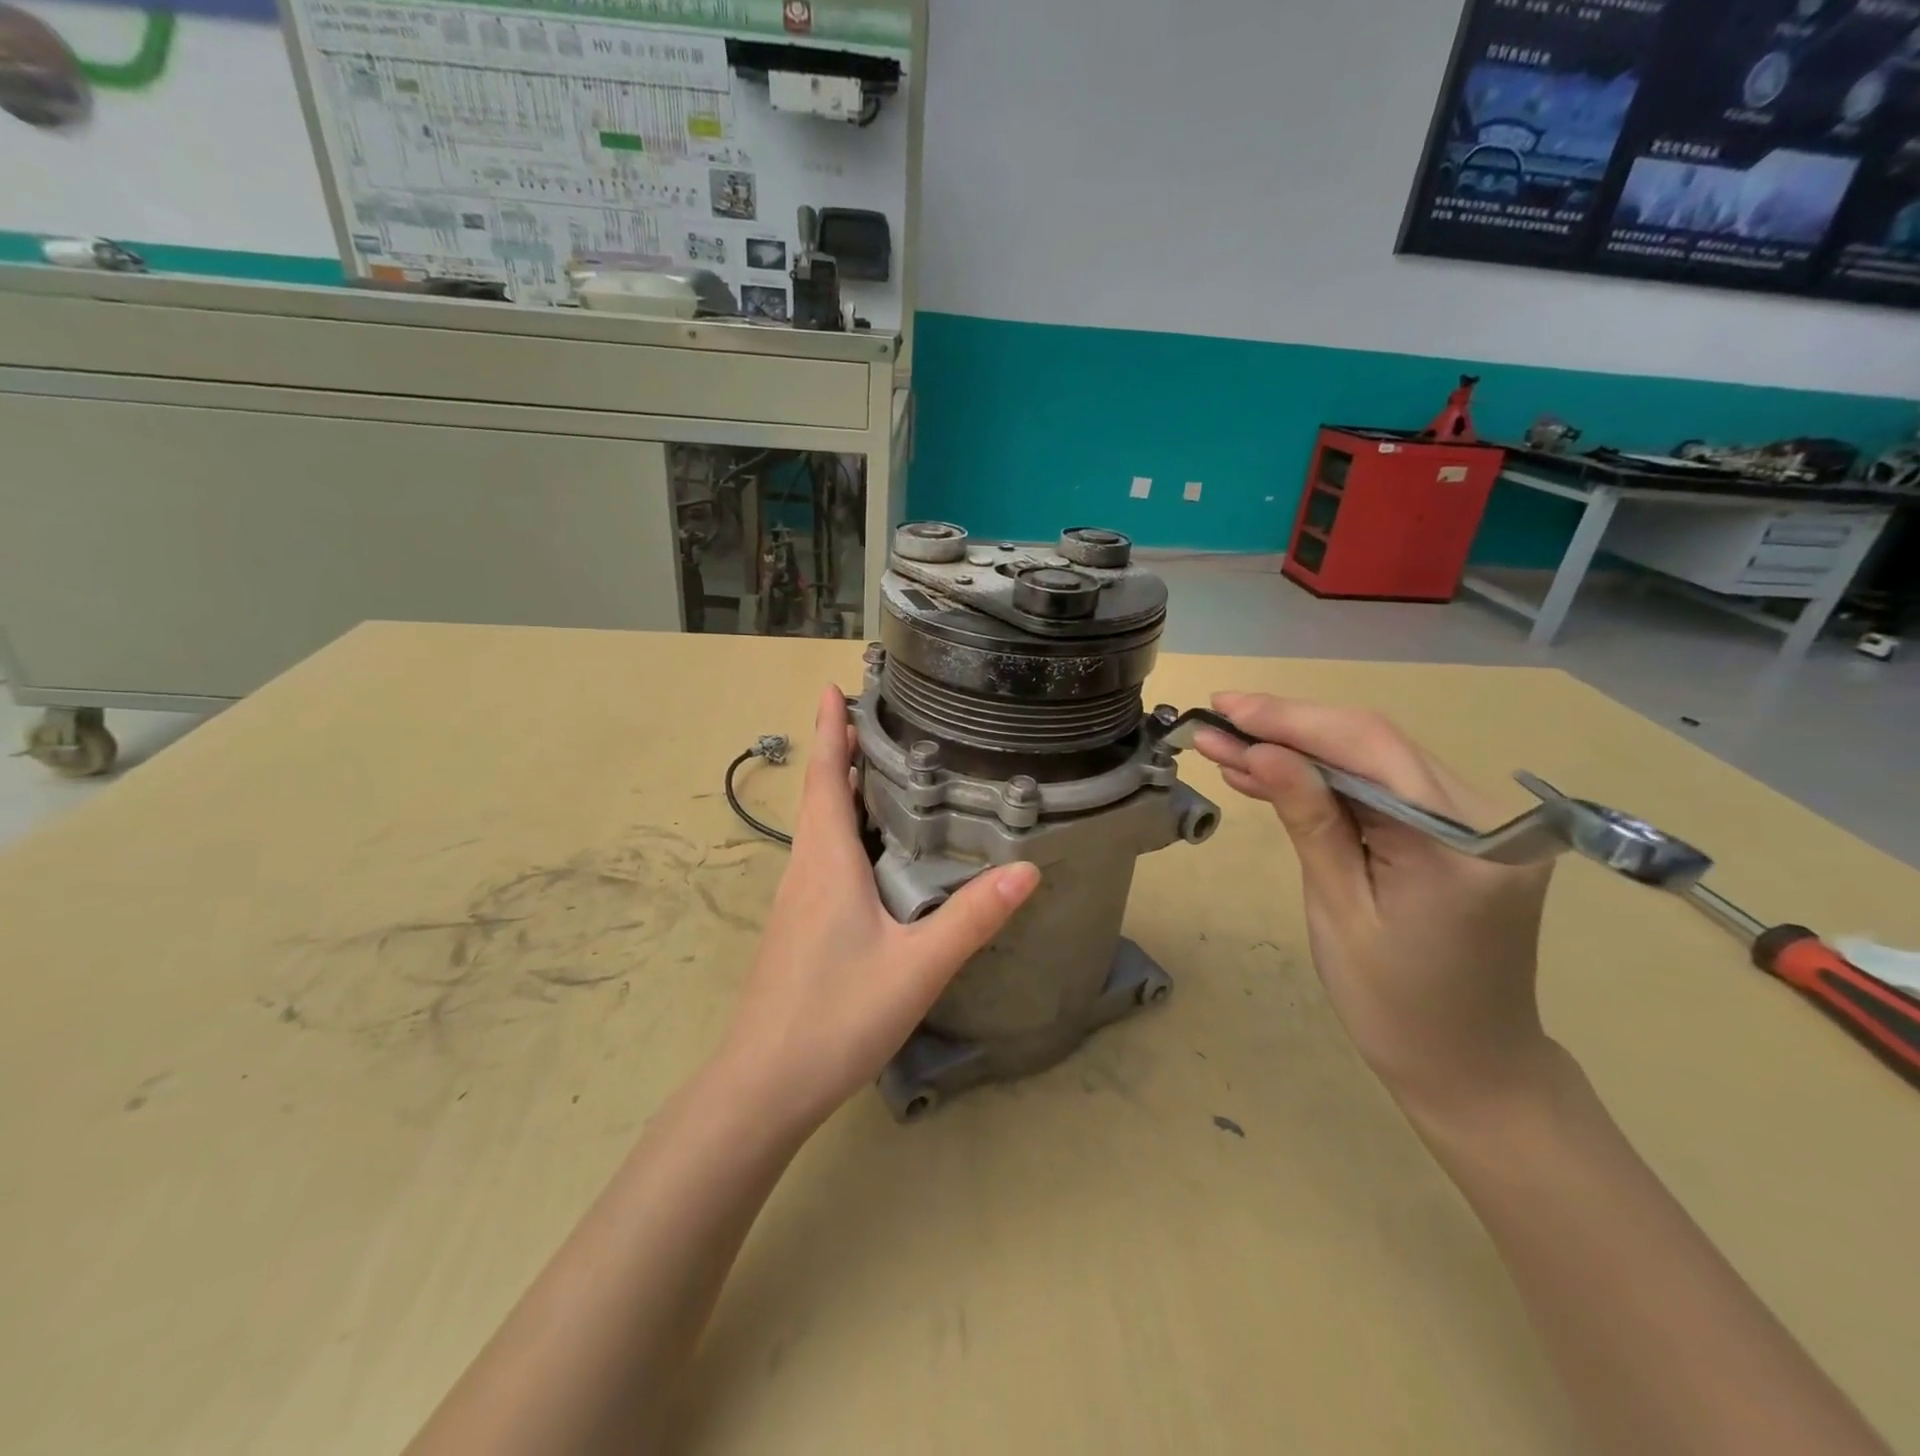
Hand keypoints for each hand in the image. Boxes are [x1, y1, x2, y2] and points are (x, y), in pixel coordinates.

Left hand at [713, 687, 1040, 1132]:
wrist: (763, 1086)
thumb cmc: (835, 1017)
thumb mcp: (916, 967)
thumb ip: (971, 918)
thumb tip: (1027, 870)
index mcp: (826, 863)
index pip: (824, 779)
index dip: (828, 731)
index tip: (831, 688)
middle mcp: (804, 871)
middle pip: (819, 796)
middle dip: (840, 752)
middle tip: (880, 721)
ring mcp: (794, 901)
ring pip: (818, 829)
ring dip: (840, 790)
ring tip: (881, 771)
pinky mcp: (796, 927)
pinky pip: (820, 858)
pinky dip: (842, 831)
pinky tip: (871, 851)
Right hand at [1194, 693, 1556, 1114]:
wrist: (1470, 1066)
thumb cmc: (1394, 1006)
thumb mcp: (1338, 909)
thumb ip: (1308, 819)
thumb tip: (1260, 750)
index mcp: (1464, 843)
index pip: (1369, 748)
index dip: (1290, 721)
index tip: (1225, 707)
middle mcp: (1486, 816)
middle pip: (1374, 744)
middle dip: (1288, 729)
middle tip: (1217, 719)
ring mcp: (1479, 820)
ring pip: (1375, 760)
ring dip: (1300, 752)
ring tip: (1228, 746)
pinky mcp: (1460, 830)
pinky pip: (1385, 789)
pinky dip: (1328, 781)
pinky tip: (1273, 774)